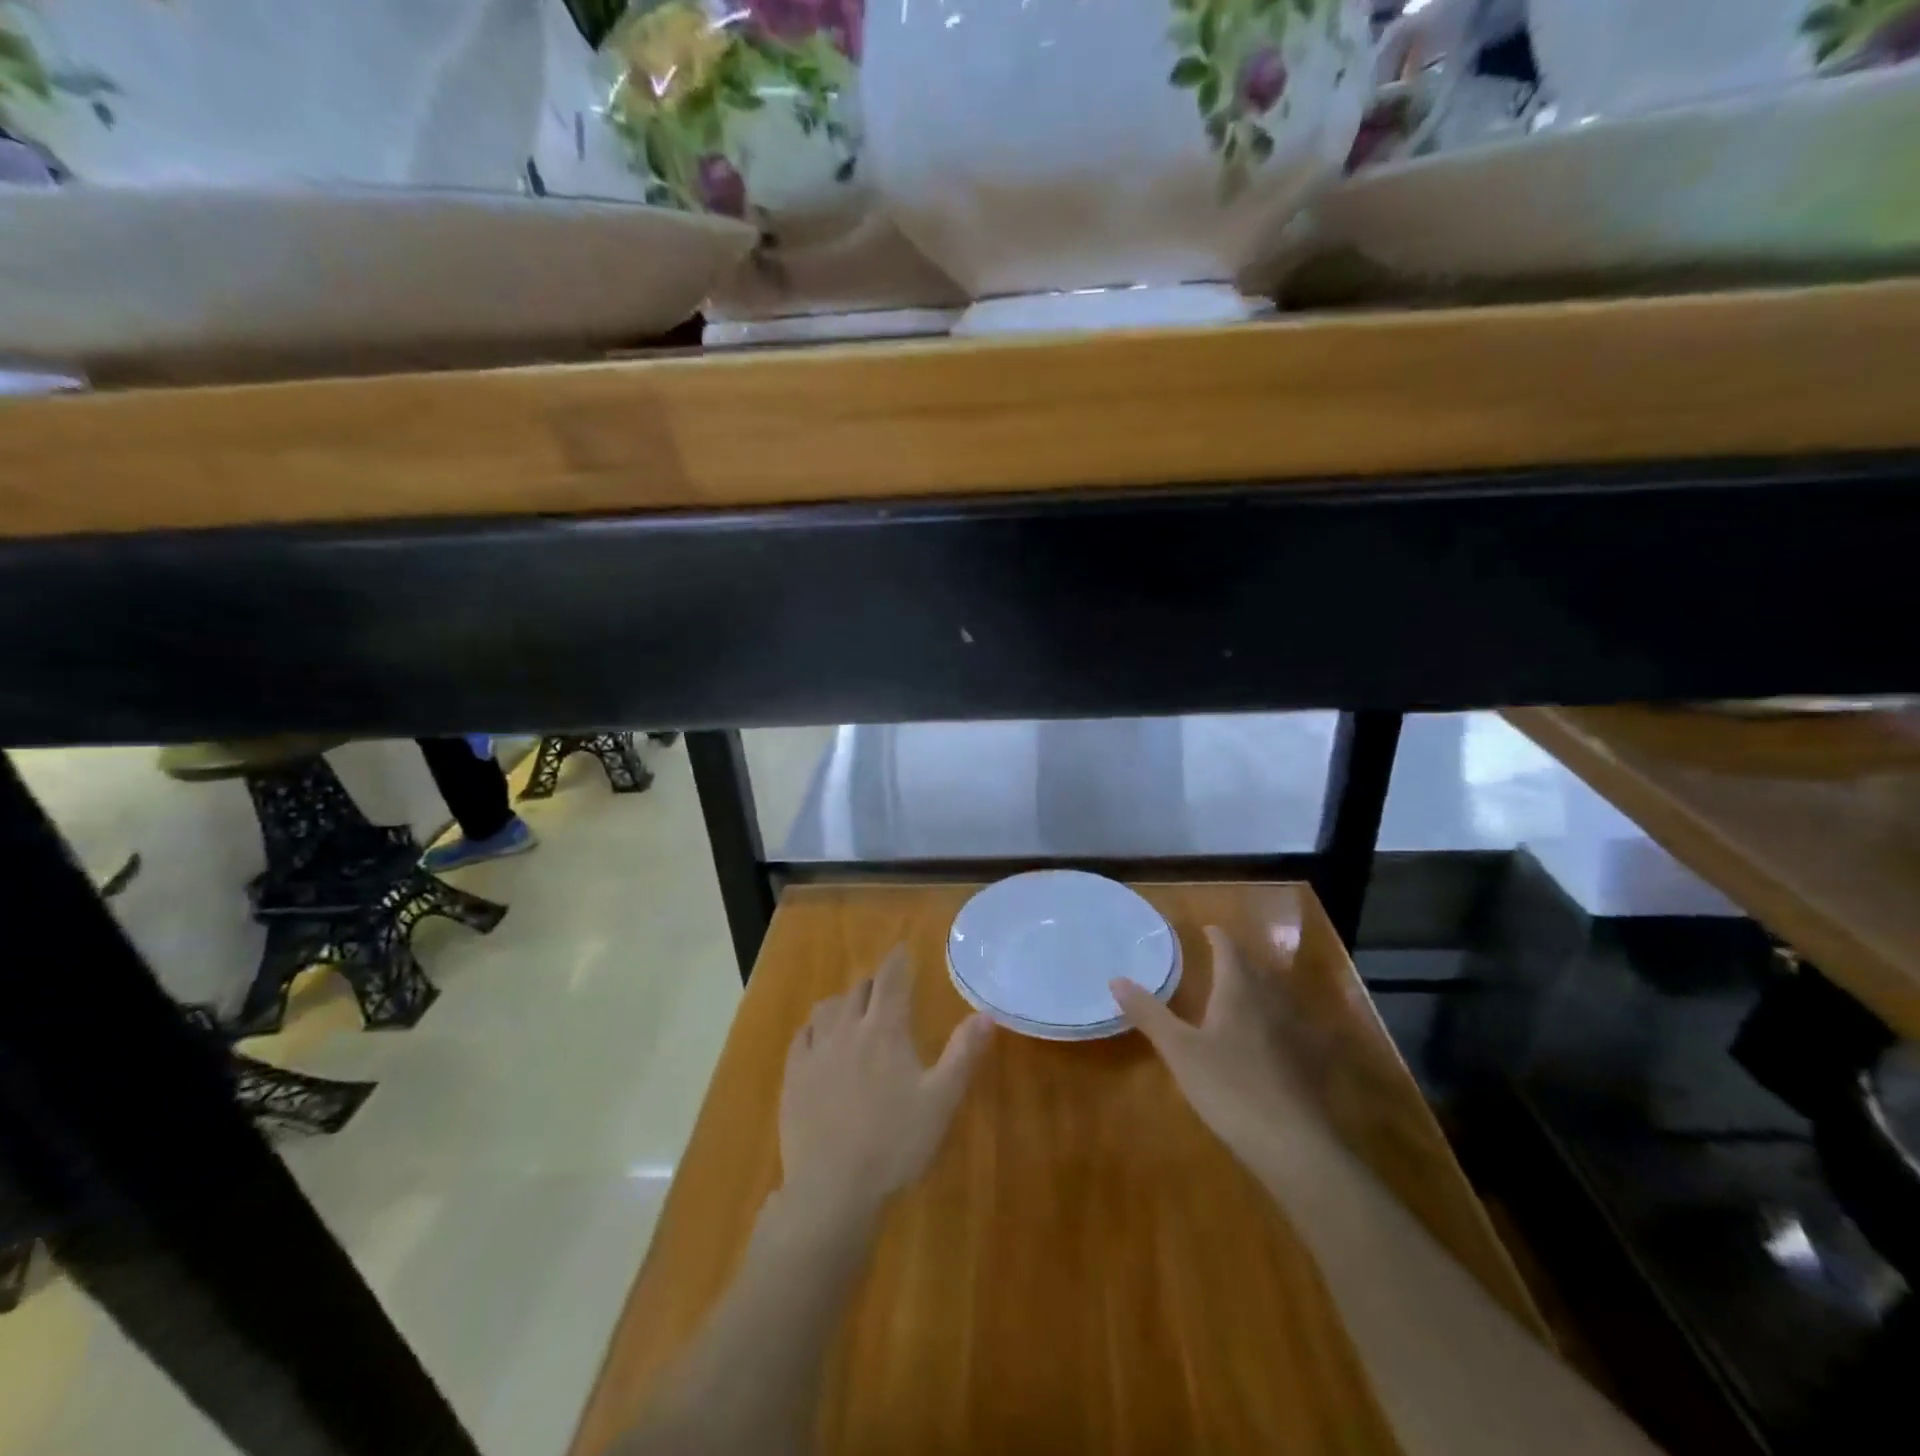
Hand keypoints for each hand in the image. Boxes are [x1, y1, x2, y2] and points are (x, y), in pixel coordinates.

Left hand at [778, 946, 992, 1224]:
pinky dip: (815, 1026)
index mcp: (885, 1030)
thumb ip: (963, 1053)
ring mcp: (816, 1052)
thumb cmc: (895, 1143)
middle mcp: (847, 1029)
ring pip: (828, 1007)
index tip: (902, 948)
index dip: (898, 960)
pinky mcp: (793, 1076)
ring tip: (854, 1009)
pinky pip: (802, 1035)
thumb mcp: (941, 1100)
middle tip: (886, 988)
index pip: (891, 979)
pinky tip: (819, 1038)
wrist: (832, 1188)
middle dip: (874, 982)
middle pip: (859, 989)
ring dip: (844, 1001)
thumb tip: (987, 1014)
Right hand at [1111, 926, 1328, 1176]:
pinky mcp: (1304, 1066)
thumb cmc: (1229, 1086)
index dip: (1218, 939)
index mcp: (1239, 993)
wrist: (1292, 1144)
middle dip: (1238, 962)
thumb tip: (1116, 979)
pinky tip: (1268, 1039)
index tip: (1208, 929)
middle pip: (1255, 973)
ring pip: (1273, 1000)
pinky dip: (1273, 1022)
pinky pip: (1287, 1029)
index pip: (1229, 953)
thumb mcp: (1179, 1050)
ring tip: (1240, 992)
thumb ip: (1149, 1013)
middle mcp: (1269, 1005)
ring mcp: (1292, 1036)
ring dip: (1257, 989)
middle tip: (1220, 958)